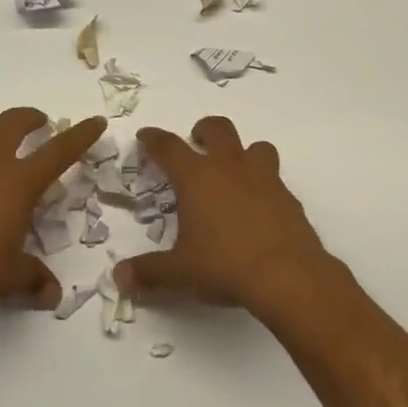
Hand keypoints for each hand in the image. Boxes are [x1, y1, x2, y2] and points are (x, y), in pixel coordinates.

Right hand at [117, 117, 354, 327]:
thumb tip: (119, 277)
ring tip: (234, 172)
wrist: (287, 275)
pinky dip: (264, 185)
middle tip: (196, 142)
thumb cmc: (224, 265)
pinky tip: (259, 208)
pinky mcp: (288, 198)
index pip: (169, 147)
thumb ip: (149, 271)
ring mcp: (264, 179)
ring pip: (256, 146)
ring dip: (243, 152)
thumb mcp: (180, 271)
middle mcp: (230, 169)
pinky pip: (275, 179)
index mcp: (197, 178)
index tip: (146, 136)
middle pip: (218, 129)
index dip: (154, 139)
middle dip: (204, 130)